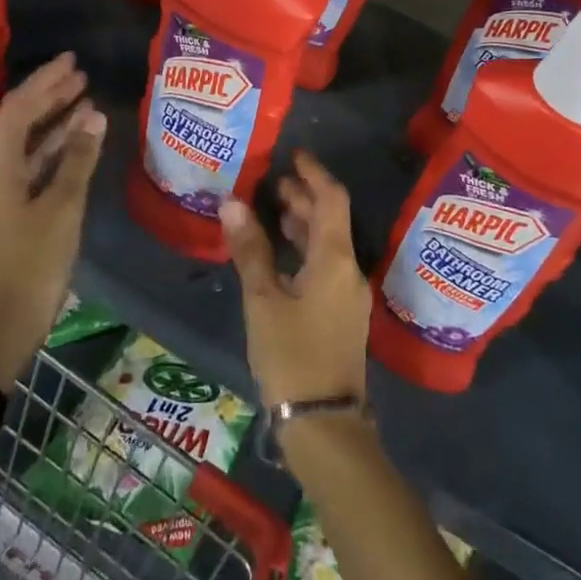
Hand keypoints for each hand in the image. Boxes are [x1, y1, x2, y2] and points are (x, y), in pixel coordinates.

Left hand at [0, 54, 106, 386]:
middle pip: (19, 122)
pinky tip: (80, 139)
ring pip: (28, 143)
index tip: (72, 62)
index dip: (44, 82)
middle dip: (49, 96)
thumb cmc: (36, 261)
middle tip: (81, 74)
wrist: (9, 319)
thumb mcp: (63, 206)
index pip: (18, 110)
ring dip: (55, 120)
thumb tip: (94, 114)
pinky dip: (56, 148)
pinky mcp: (14, 208)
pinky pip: (34, 164)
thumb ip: (79, 158)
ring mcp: (2, 191)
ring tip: (86, 99)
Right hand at [221, 151, 369, 409]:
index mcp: (335, 260)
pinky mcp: (342, 316)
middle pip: (331, 220)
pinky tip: (282, 255)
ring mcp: (348, 296)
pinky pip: (326, 267)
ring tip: (273, 211)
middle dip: (304, 198)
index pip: (331, 199)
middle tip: (273, 182)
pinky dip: (306, 250)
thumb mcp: (264, 301)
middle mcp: (349, 271)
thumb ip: (250, 251)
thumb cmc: (292, 356)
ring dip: (304, 224)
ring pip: (329, 245)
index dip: (313, 173)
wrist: (325, 425)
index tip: (293, 155)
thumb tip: (231, 203)